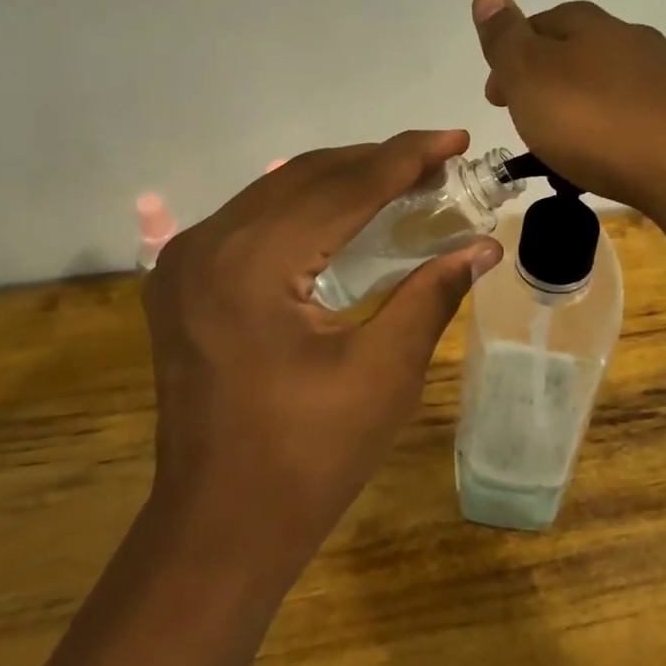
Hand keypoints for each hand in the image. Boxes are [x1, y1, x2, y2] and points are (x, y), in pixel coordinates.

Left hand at [141, 131, 499, 573]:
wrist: (218, 527)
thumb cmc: (307, 458)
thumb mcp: (383, 373)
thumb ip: (431, 294)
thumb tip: (483, 246)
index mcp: (252, 263)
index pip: (344, 186)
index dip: (406, 157)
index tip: (455, 138)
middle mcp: (208, 244)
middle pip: (307, 177)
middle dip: (376, 162)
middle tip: (438, 162)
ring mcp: (184, 262)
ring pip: (276, 192)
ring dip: (342, 180)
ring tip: (403, 180)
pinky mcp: (182, 282)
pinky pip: (253, 220)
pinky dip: (306, 207)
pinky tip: (345, 213)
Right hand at [472, 0, 665, 210]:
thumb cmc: (596, 122)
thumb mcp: (530, 78)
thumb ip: (505, 39)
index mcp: (590, 28)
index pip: (543, 23)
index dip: (514, 55)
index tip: (497, 97)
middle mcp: (636, 40)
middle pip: (586, 51)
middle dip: (556, 80)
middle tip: (535, 122)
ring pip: (624, 82)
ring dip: (597, 104)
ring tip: (582, 147)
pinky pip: (657, 115)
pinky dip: (636, 128)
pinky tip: (632, 155)